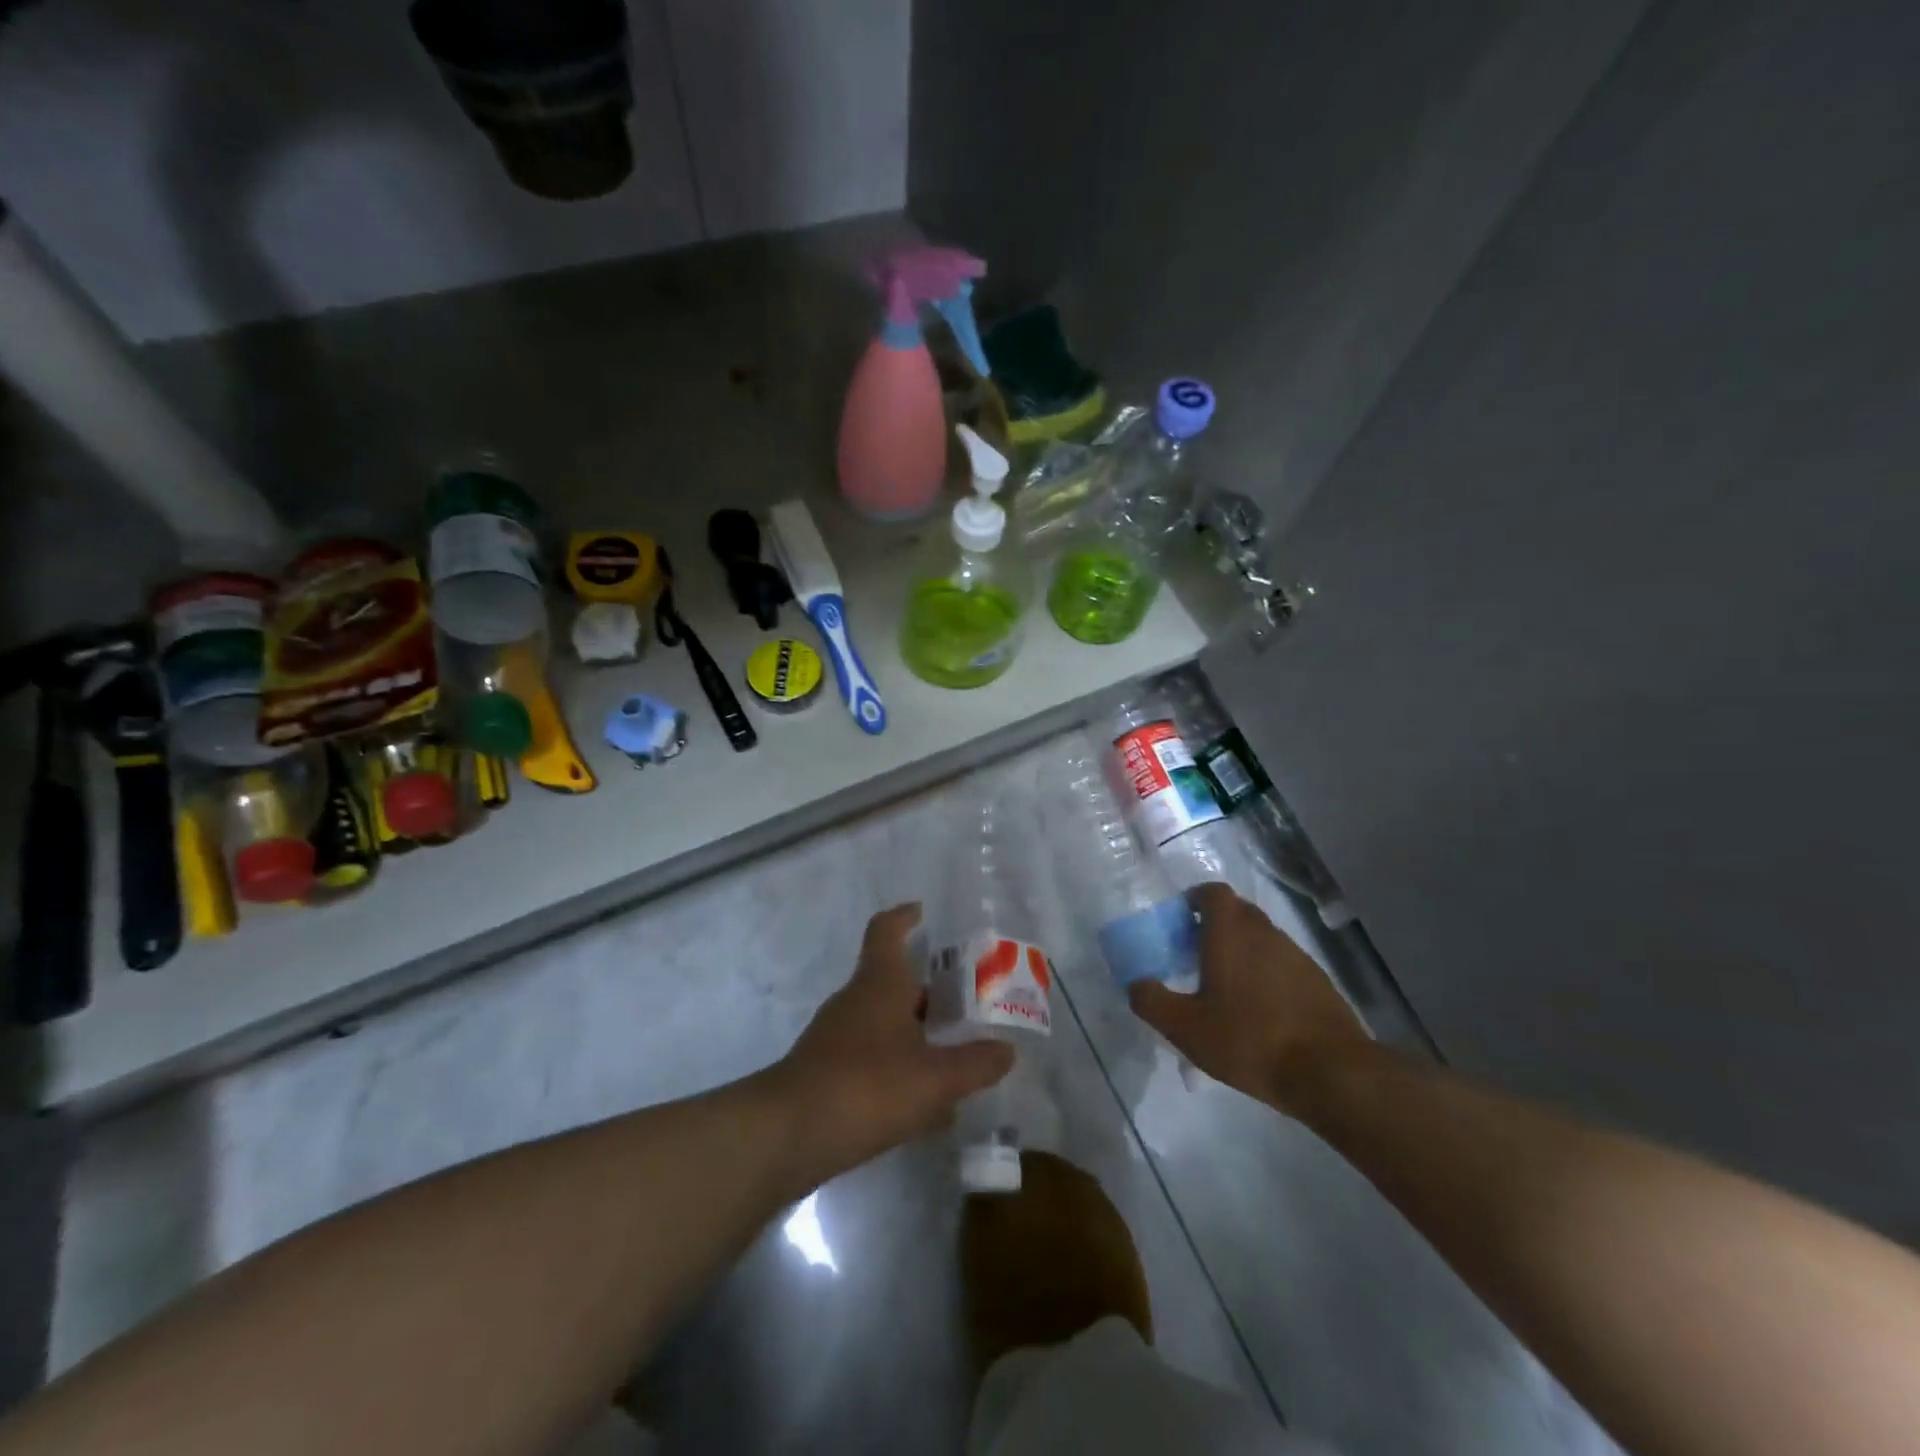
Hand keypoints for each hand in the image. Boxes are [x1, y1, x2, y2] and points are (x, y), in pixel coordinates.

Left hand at [771, 904, 1013, 1181]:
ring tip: (955, 1055)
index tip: (923, 912)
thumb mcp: (935, 1079)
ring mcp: (836, 1036)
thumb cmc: (867, 1086)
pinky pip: (872, 1057)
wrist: (789, 1135)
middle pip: (893, 981)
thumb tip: (1006, 1051)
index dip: (905, 916)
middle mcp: (855, 1000)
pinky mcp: (826, 1071)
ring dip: (916, 1032)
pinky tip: (924, 1103)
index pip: (886, 930)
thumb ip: (975, 1064)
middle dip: (929, 990)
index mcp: (879, 983)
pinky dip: (899, 1067)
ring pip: (885, 1022)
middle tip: (968, 1003)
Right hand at [1129, 884, 1372, 1112]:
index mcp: (1230, 933)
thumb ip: (1152, 1001)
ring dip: (1242, 950)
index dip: (1194, 899)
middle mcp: (1264, 933)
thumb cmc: (1249, 1039)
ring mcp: (1296, 955)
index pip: (1212, 892)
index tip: (1179, 921)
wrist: (1331, 1072)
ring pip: (1261, 938)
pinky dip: (1266, 974)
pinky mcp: (1318, 981)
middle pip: (1237, 912)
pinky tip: (1259, 1010)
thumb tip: (1135, 984)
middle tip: (1195, 954)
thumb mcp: (1186, 1028)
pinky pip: (1283, 963)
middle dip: (1215, 925)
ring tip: (1225, 986)